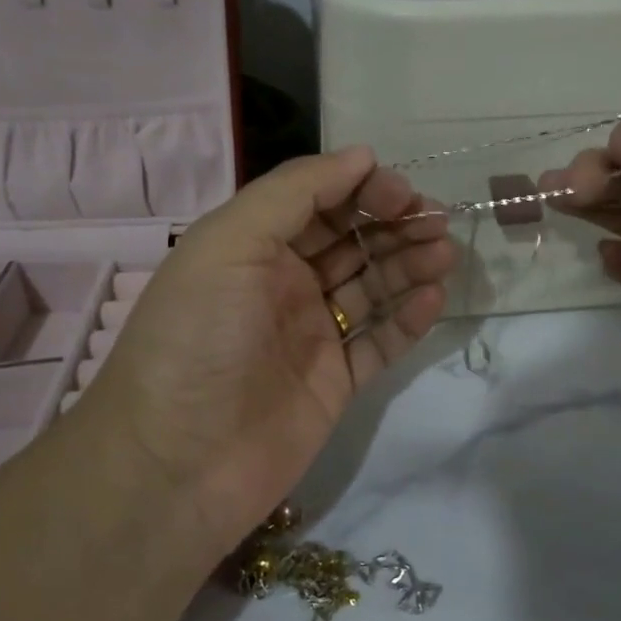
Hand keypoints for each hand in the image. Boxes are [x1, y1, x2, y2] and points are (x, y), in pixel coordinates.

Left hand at [83, 148, 455, 546]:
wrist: (175, 464)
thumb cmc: (197, 338)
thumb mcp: (230, 243)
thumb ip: (294, 192)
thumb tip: (361, 155)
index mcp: (252, 246)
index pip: (318, 201)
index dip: (362, 190)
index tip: (402, 193)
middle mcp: (282, 283)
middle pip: (351, 240)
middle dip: (395, 223)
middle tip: (438, 222)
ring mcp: (310, 334)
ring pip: (372, 287)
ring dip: (409, 264)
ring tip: (445, 254)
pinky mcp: (334, 383)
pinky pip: (380, 341)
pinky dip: (408, 319)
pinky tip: (434, 299)